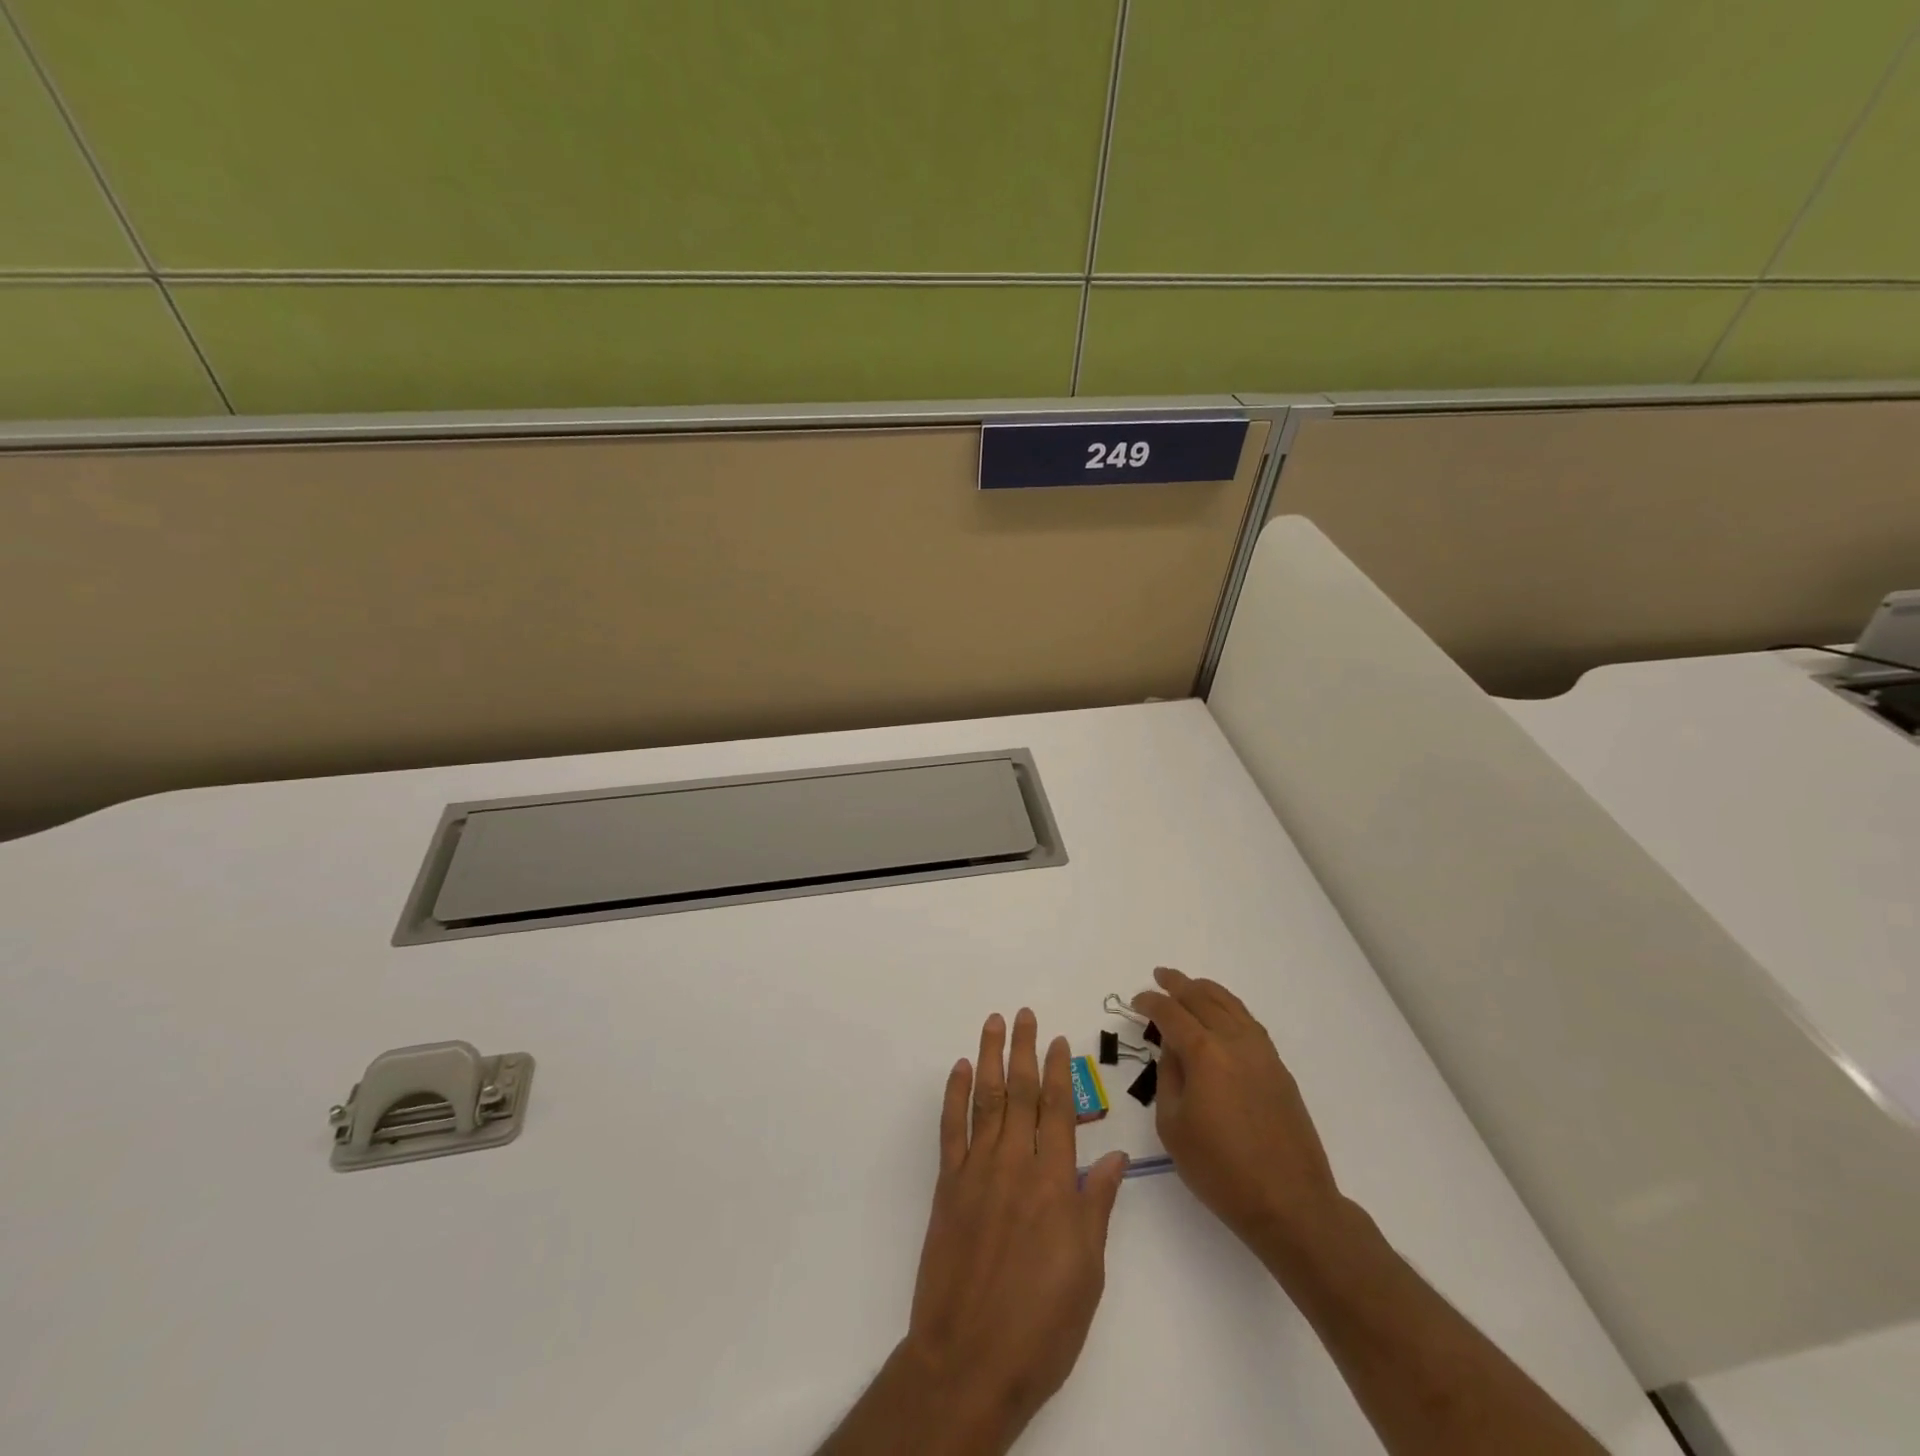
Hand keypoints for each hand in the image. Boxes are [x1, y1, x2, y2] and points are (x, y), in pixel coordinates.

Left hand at [883, 1010, 1128, 1452]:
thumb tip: (1115, 1158)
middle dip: (1024, 1050)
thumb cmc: (1041, 1324)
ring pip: (986, 1099)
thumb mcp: (1087, 1272)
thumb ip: (1097, 1206)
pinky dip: (955, 1094)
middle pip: (1021, 1093)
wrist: (970, 1360)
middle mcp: (1016, 1165)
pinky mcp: (948, 1186)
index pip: (1059, 1111)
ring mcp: (977, 1171)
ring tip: (994, 1024)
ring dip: (990, 1057)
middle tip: (1025, 1014)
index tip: (1059, 1040)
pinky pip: (952, 1129)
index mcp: (1054, 1184)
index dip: (1059, 1072)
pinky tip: (960, 1069)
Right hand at [1133, 967, 1341, 1263]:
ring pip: (1231, 1006)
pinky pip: (1249, 1023)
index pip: (1171, 1014)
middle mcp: (1234, 1042)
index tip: (1136, 1001)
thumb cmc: (1221, 1171)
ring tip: (1190, 985)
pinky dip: (1230, 1008)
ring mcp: (1262, 1053)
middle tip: (1160, 975)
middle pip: (1202, 999)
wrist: (1291, 1204)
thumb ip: (1168, 1078)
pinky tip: (1224, 1014)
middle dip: (1178, 985)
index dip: (1151, 1003)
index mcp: (1204, 1054)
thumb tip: (1173, 1051)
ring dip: (1206, 990)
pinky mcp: (1279, 1069)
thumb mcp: (1173, 1127)